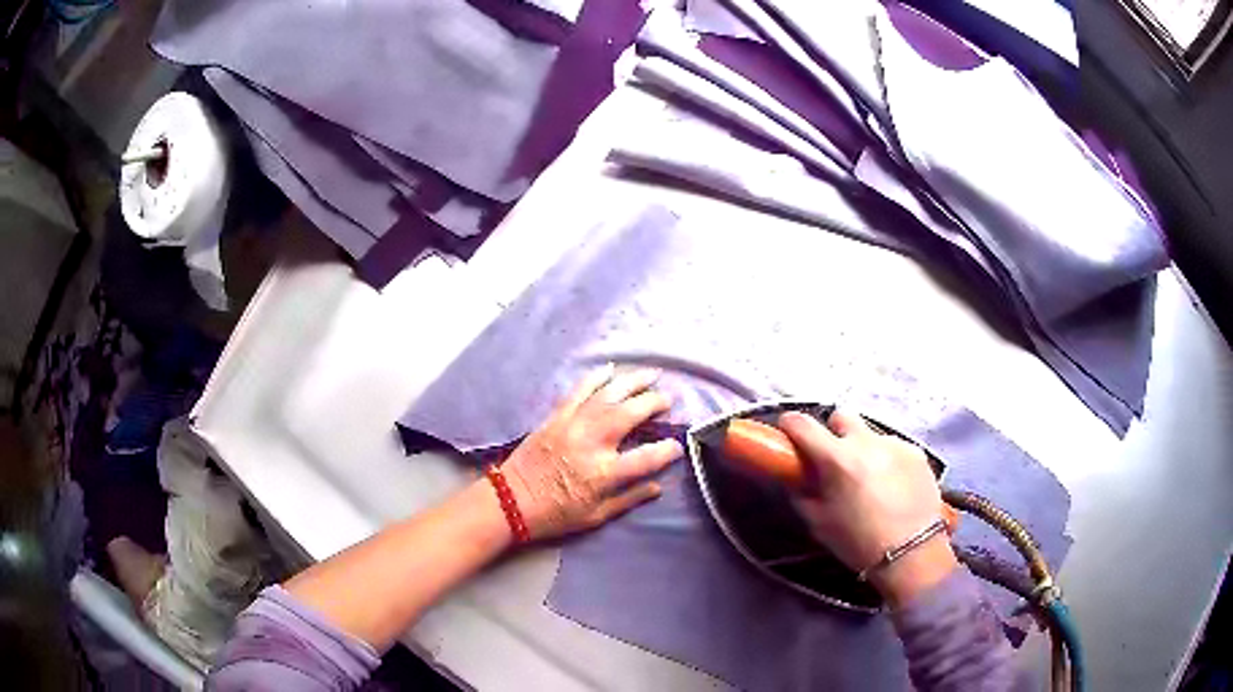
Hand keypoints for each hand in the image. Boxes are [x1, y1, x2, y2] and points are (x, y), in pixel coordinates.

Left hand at [501, 366, 683, 539]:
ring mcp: (573, 425)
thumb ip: (629, 499)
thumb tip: (658, 487)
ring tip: (651, 374)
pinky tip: (610, 369)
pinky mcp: (556, 417)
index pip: (646, 458)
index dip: (667, 451)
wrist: (511, 501)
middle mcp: (592, 443)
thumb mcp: (596, 516)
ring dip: (632, 382)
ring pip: (608, 396)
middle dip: (654, 403)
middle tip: (668, 399)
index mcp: (604, 473)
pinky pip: (578, 391)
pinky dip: (595, 378)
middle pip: (630, 414)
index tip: (677, 446)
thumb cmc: (555, 514)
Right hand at [779, 410, 956, 605]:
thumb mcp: (818, 523)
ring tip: (870, 479)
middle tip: (834, 459)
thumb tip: (797, 478)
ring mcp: (895, 444)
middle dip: (833, 433)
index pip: (803, 424)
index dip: (790, 425)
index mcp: (837, 459)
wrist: (911, 553)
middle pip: (841, 417)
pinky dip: (888, 460)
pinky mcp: (917, 452)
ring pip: (870, 434)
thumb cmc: (858, 542)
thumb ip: (803, 494)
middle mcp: (866, 442)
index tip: (787, 434)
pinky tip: (893, 485)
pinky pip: (894, 447)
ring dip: (864, 449)